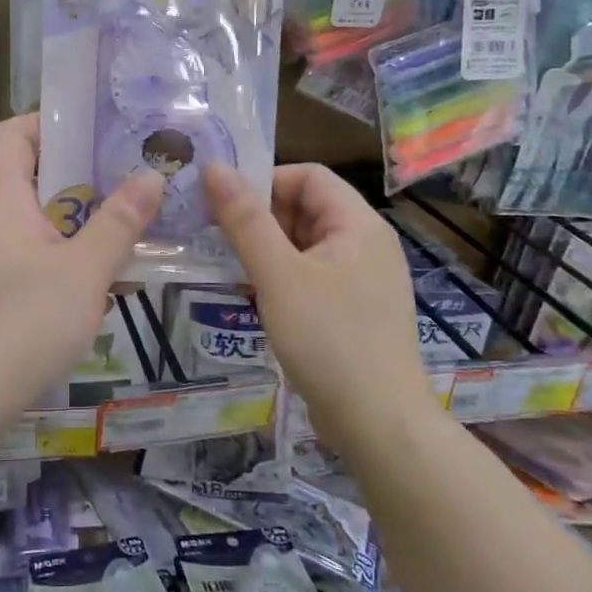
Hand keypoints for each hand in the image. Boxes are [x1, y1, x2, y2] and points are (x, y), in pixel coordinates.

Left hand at [0, 115, 162, 410]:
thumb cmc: (22, 322)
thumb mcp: (84, 270)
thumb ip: (119, 222)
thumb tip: (151, 175)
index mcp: (2, 199)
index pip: (10, 134)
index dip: (47, 121)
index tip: (95, 128)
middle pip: (29, 176)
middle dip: (81, 174)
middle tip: (131, 175)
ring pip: (38, 222)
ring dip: (81, 220)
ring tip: (131, 224)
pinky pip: (34, 258)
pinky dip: (68, 257)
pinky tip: (106, 281)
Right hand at [203, 162, 434, 445]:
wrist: (378, 423)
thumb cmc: (328, 339)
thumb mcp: (278, 274)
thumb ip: (244, 220)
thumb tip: (213, 168)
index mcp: (358, 224)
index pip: (307, 176)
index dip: (264, 182)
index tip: (224, 207)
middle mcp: (366, 244)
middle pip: (306, 209)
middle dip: (260, 220)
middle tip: (218, 241)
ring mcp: (363, 280)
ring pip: (305, 246)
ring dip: (266, 251)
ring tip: (229, 270)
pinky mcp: (354, 312)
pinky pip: (312, 278)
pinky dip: (281, 279)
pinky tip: (255, 299)